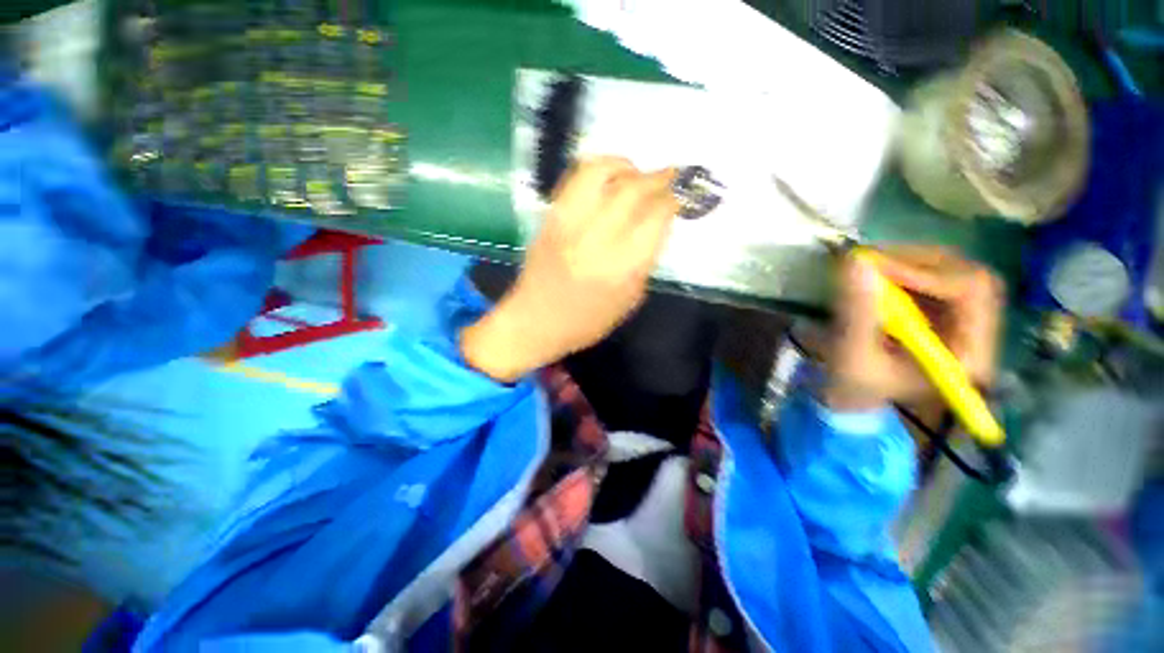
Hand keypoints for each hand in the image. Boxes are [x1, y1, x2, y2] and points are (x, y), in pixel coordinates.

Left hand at [461, 157, 678, 381]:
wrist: (535, 321)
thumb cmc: (588, 321)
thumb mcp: (630, 299)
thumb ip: (645, 259)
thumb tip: (655, 224)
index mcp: (622, 267)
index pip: (655, 218)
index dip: (672, 201)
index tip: (678, 198)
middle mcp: (596, 239)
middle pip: (632, 190)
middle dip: (657, 178)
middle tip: (669, 176)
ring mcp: (569, 224)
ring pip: (600, 173)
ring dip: (626, 165)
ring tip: (636, 172)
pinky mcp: (550, 217)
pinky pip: (575, 179)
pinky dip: (598, 169)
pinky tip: (608, 178)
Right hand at [824, 246, 1003, 411]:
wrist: (852, 397)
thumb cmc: (854, 386)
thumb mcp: (852, 355)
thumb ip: (856, 312)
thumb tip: (855, 262)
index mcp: (967, 353)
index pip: (973, 292)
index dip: (929, 272)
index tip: (877, 267)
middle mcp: (976, 333)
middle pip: (967, 274)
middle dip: (917, 262)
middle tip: (868, 261)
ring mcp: (961, 320)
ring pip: (951, 270)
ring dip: (907, 262)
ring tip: (866, 267)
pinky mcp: (941, 312)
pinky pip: (934, 276)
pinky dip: (902, 268)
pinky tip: (875, 275)